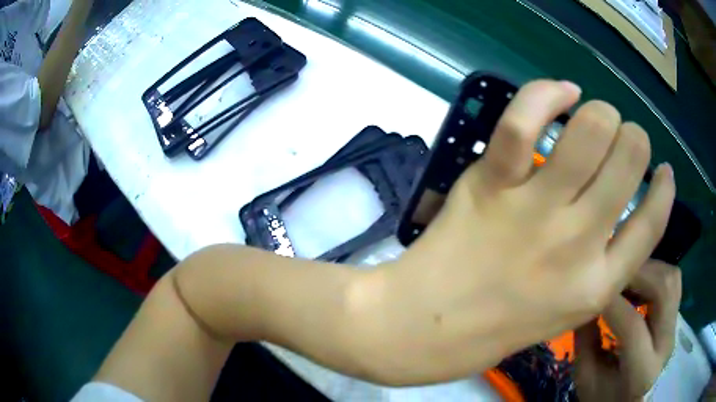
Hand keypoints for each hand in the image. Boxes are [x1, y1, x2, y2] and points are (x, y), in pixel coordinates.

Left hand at [349, 80, 675, 384]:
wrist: (424, 328)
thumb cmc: (494, 328)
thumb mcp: (563, 312)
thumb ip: (599, 268)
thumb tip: (618, 209)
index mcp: (597, 286)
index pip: (653, 226)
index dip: (664, 189)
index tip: (665, 169)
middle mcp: (579, 245)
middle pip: (630, 158)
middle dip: (632, 135)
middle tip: (620, 134)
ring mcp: (536, 211)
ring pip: (591, 130)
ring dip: (601, 111)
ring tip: (594, 112)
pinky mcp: (491, 185)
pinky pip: (523, 120)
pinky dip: (547, 94)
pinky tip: (561, 92)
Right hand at [575, 261, 680, 400]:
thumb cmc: (604, 398)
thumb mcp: (586, 379)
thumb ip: (586, 341)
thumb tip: (585, 299)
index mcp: (642, 372)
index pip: (632, 327)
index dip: (612, 302)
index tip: (593, 286)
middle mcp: (666, 345)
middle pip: (663, 290)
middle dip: (638, 273)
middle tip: (614, 273)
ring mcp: (674, 328)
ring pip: (671, 278)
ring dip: (648, 269)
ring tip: (626, 277)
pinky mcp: (675, 318)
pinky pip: (672, 281)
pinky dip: (655, 273)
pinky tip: (638, 283)